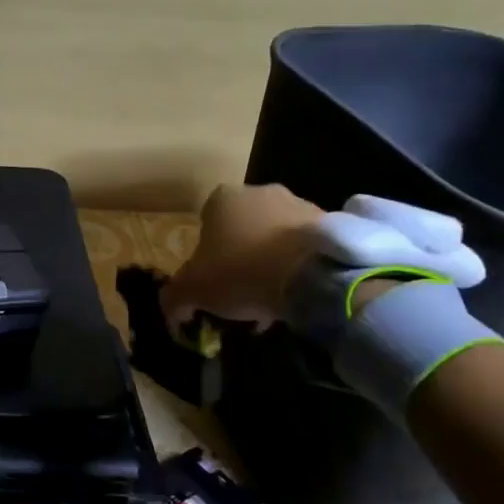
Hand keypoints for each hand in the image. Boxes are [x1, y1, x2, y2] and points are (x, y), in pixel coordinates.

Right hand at [160, 183, 324, 329]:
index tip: (211, 280)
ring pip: (274, 237)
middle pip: (242, 228)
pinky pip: (304, 247)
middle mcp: (260, 192)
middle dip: (240, 256)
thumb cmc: (241, 272)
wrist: (312, 276)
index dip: (205, 254)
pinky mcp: (331, 223)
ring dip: (270, 261)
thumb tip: (172, 311)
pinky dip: (298, 266)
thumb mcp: (192, 290)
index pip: (205, 223)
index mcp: (222, 198)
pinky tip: (295, 294)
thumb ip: (174, 297)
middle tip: (240, 291)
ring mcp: (299, 204)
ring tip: (271, 299)